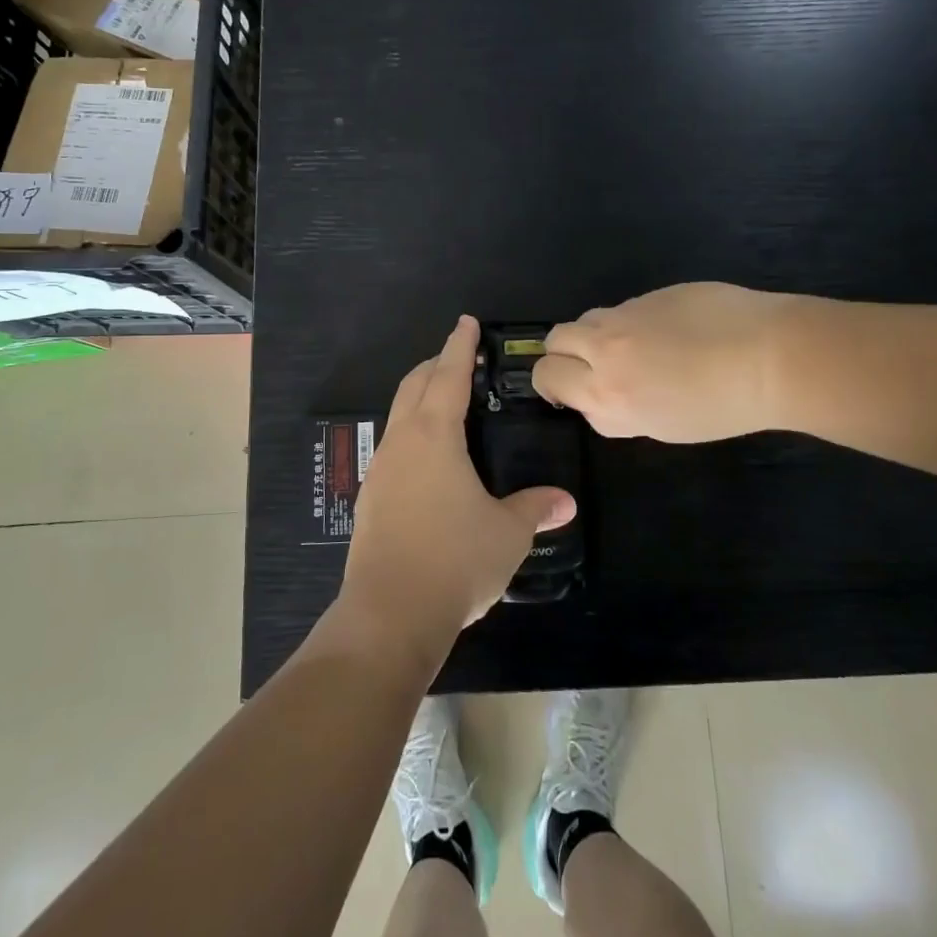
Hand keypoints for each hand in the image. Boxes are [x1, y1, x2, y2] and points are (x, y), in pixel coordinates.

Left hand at [339, 316, 576, 660]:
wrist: (389, 614)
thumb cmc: (454, 560)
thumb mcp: (507, 533)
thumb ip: (535, 509)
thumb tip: (564, 501)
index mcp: (434, 436)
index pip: (449, 375)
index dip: (460, 346)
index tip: (466, 322)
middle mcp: (402, 443)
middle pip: (415, 386)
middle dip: (436, 365)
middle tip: (460, 359)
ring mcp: (381, 471)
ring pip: (399, 416)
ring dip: (421, 399)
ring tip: (446, 406)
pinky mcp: (371, 499)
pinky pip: (394, 448)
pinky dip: (413, 434)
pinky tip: (430, 462)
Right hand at [533, 283, 797, 441]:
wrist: (770, 357)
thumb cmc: (723, 408)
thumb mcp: (660, 427)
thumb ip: (616, 411)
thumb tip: (602, 393)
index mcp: (607, 396)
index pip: (548, 379)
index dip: (557, 386)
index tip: (575, 390)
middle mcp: (605, 353)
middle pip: (555, 342)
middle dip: (563, 354)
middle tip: (589, 365)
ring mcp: (626, 317)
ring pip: (584, 320)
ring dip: (593, 334)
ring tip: (629, 347)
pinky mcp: (649, 294)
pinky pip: (622, 309)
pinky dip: (629, 322)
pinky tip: (666, 332)